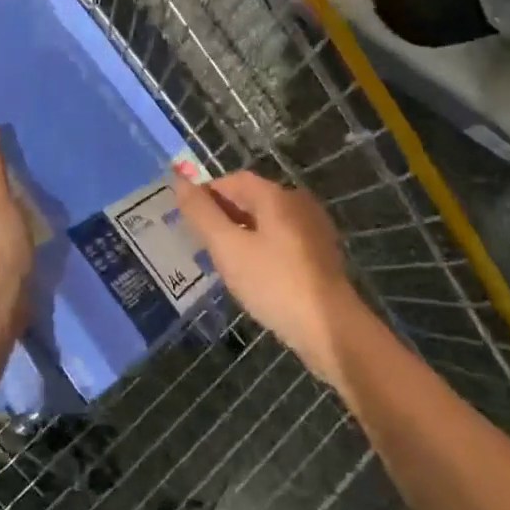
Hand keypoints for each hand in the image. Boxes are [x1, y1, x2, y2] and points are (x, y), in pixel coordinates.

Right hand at [171, 170, 370, 390]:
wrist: (330, 329)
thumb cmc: (274, 283)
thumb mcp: (228, 248)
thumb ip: (201, 214)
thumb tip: (179, 180)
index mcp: (276, 195)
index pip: (233, 180)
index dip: (207, 193)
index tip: (187, 218)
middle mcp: (298, 203)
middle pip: (252, 198)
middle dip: (223, 214)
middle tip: (200, 241)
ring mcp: (313, 229)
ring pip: (267, 221)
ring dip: (242, 233)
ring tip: (221, 259)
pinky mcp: (320, 255)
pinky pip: (282, 240)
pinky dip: (261, 248)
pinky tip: (252, 274)